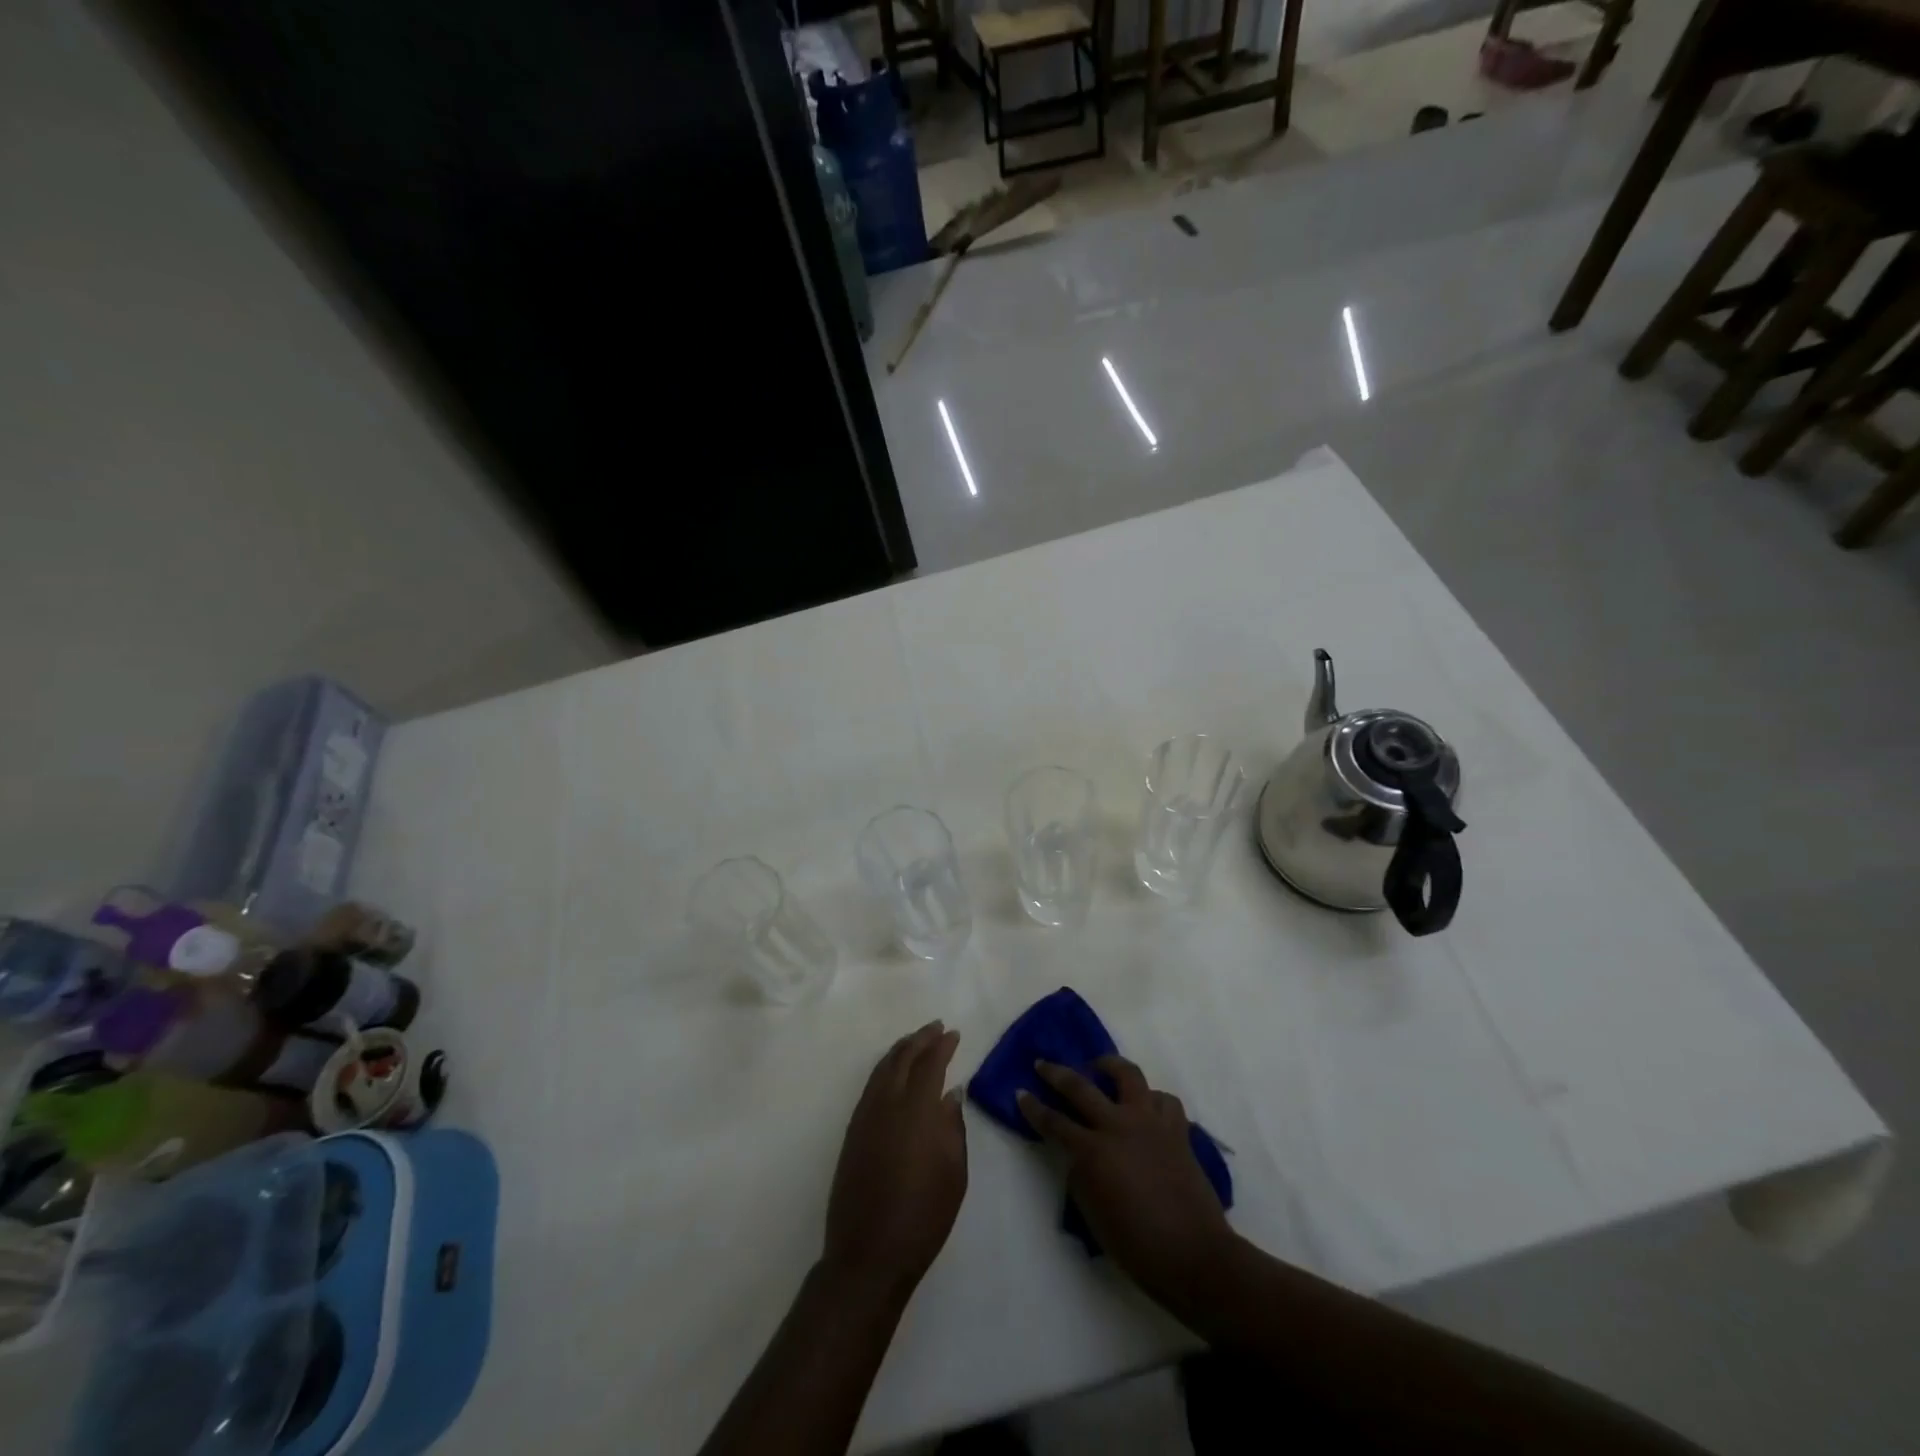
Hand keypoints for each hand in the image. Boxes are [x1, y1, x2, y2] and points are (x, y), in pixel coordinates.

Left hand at [823, 1021, 967, 1302]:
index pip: (930, 1064)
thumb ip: (953, 1127)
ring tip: (916, 1042)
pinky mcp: (852, 1131)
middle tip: (936, 1028)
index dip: (942, 1046)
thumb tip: (950, 1094)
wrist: (868, 1255)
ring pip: (882, 1068)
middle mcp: (886, 1103)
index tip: (954, 1034)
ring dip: (901, 1050)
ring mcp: (864, 1116)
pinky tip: (893, 1073)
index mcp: (915, 1110)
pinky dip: (885, 1069)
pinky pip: (871, 1085)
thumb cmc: (923, 1217)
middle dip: (920, 1039)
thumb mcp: (954, 1174)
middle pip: (902, 1058)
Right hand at [1018, 1056, 1233, 1310]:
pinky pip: (1163, 1100)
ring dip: (1110, 1066)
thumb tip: (1079, 1154)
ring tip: (1101, 1066)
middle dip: (1056, 1073)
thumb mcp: (1092, 1213)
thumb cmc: (1136, 1246)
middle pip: (1081, 1087)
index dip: (1033, 1107)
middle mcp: (1119, 1125)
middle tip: (1043, 1064)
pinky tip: (1146, 1106)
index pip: (1054, 1122)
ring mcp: (1150, 1122)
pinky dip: (1151, 1099)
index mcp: (1093, 1151)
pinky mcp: (1177, 1130)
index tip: (1020, 1093)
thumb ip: (1080, 1175)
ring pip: (1128, 1075)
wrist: (1193, 1255)